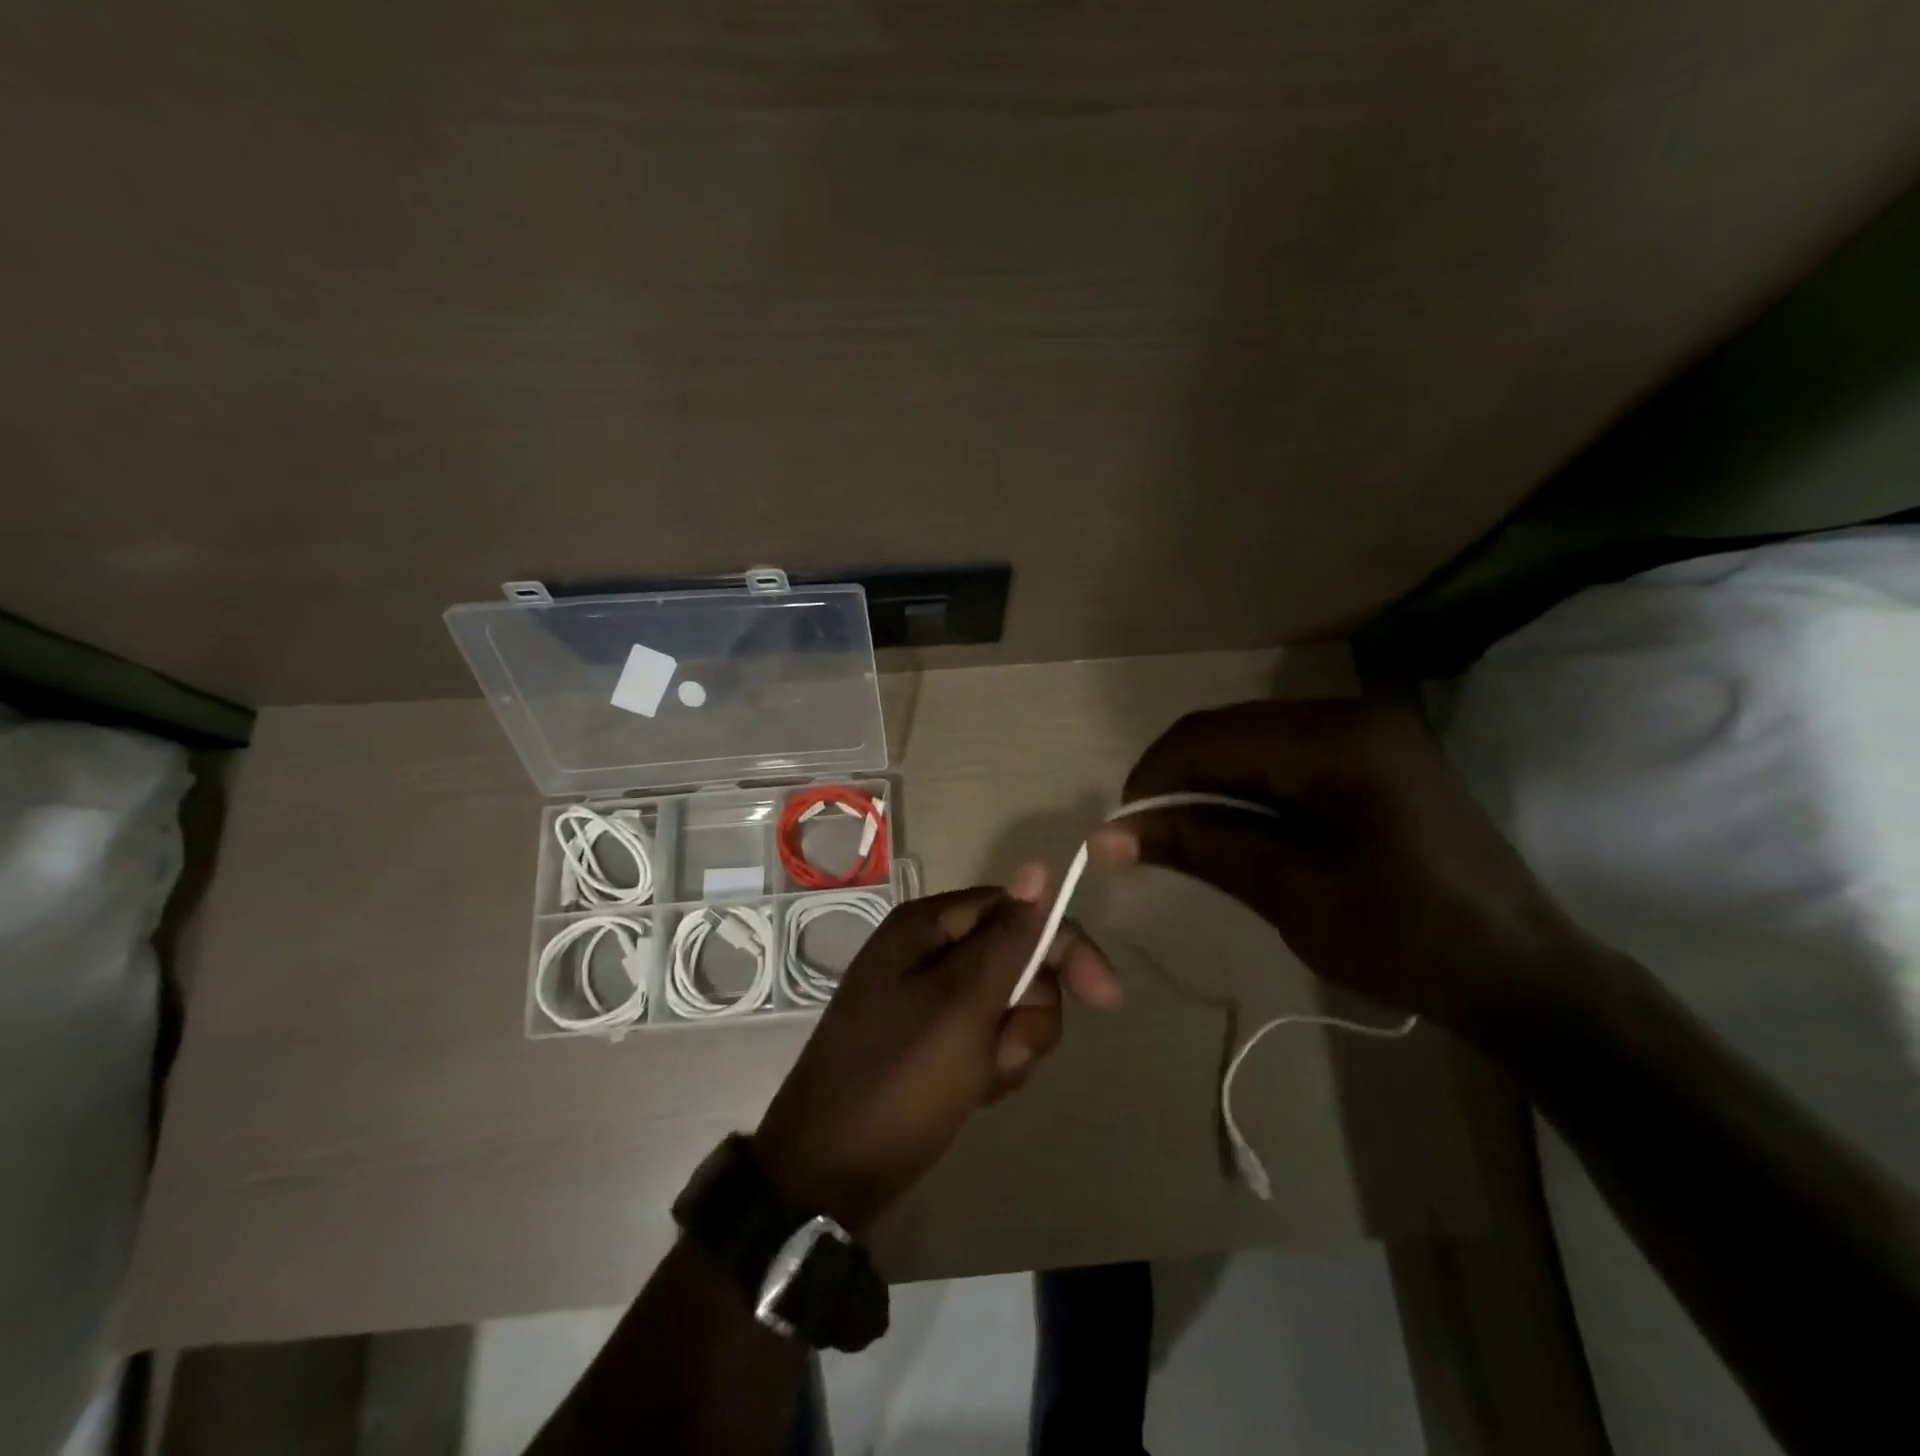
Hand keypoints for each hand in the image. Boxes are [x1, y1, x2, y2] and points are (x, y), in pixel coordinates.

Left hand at [752, 864, 1121, 1237]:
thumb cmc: (900, 1078)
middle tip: (1006, 1050)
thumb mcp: (963, 1003)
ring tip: (980, 1080)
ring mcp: (927, 1000)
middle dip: (1026, 1012)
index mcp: (928, 927)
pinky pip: (986, 1040)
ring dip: (1010, 1046)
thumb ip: (1008, 937)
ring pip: (1008, 1006)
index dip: (1064, 947)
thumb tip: (1038, 866)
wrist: (829, 1175)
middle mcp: (927, 952)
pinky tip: (972, 1095)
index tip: (1105, 998)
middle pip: (1017, 960)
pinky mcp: (931, 1043)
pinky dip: (991, 1068)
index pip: (1017, 910)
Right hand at [1087, 699, 1583, 1032]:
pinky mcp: (1372, 755)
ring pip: (1251, 740)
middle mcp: (1351, 715)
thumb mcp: (1291, 894)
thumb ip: (1199, 847)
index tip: (1120, 830)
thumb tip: (1108, 836)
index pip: (1212, 738)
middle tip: (1144, 836)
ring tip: (1182, 836)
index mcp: (1339, 741)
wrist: (1521, 974)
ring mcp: (1366, 732)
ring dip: (1207, 783)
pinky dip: (1244, 787)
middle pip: (1229, 730)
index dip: (1154, 779)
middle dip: (1177, 780)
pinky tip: (1233, 826)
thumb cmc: (1408, 940)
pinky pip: (1284, 755)